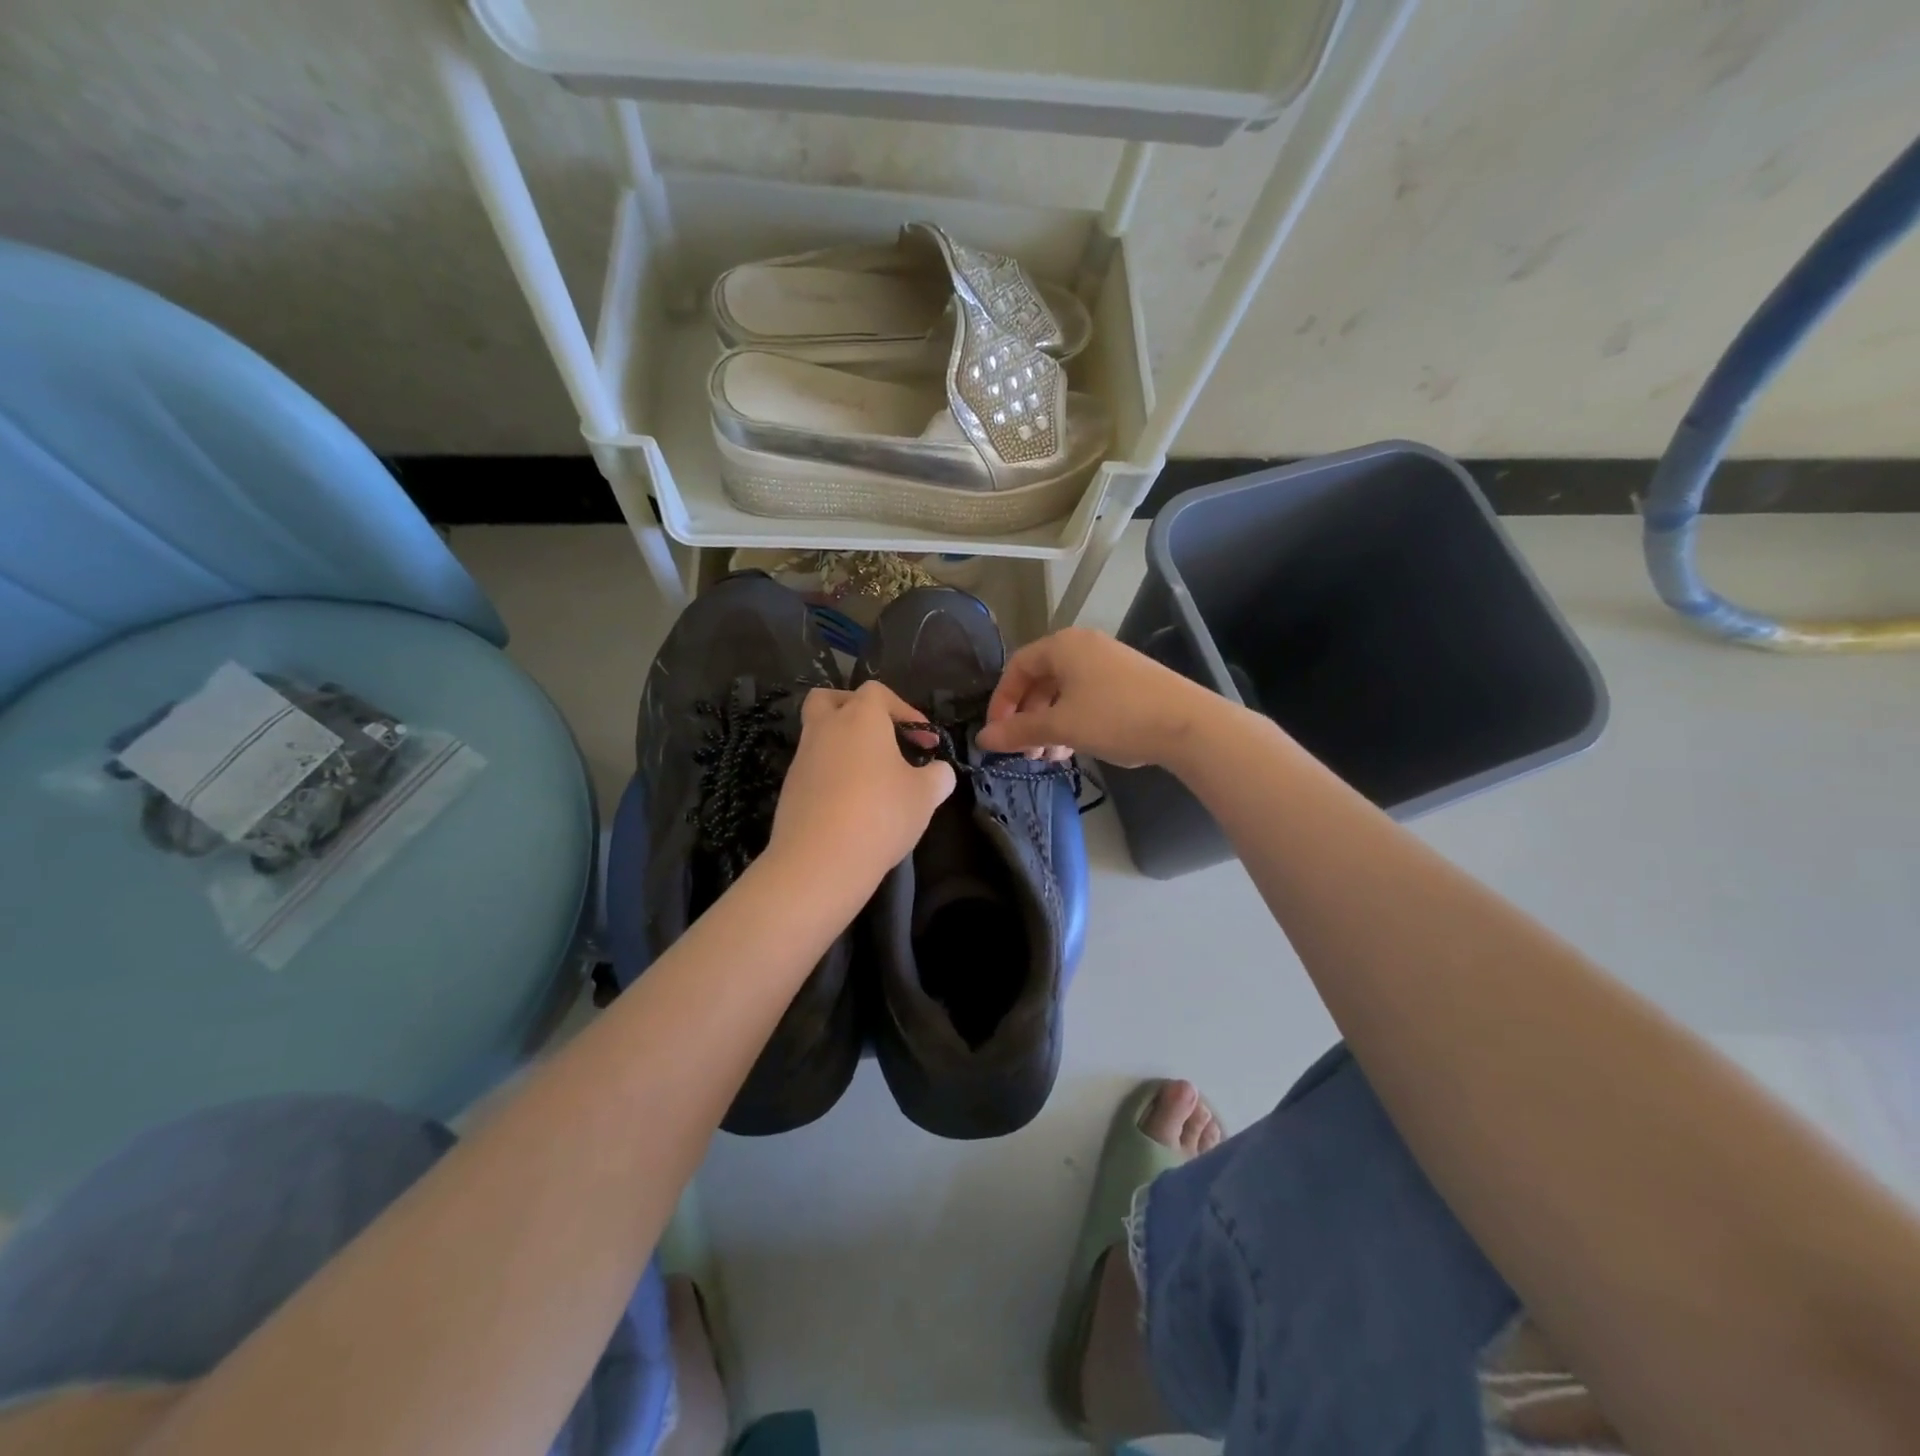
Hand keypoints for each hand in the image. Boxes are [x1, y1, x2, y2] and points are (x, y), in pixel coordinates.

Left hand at [766, 681, 955, 895]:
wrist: (820, 860)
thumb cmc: (881, 814)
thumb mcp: (926, 795)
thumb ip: (938, 776)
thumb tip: (939, 772)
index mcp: (860, 717)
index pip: (877, 692)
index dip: (905, 710)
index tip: (924, 740)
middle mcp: (825, 728)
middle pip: (829, 699)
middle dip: (854, 709)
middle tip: (879, 735)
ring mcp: (802, 758)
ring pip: (818, 734)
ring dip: (843, 746)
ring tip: (871, 776)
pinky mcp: (789, 788)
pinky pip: (813, 768)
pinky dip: (831, 774)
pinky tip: (851, 803)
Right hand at [974, 628, 1224, 767]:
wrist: (1187, 724)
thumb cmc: (1114, 717)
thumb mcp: (1060, 726)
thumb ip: (1018, 732)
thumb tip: (982, 739)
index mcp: (1063, 646)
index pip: (1017, 667)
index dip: (1001, 700)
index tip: (997, 733)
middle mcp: (1084, 646)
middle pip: (1041, 680)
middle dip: (1028, 717)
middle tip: (1025, 750)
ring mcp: (1109, 662)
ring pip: (1064, 692)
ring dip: (1049, 724)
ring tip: (1050, 757)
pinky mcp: (1129, 681)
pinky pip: (1087, 697)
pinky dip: (1073, 720)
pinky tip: (1075, 749)